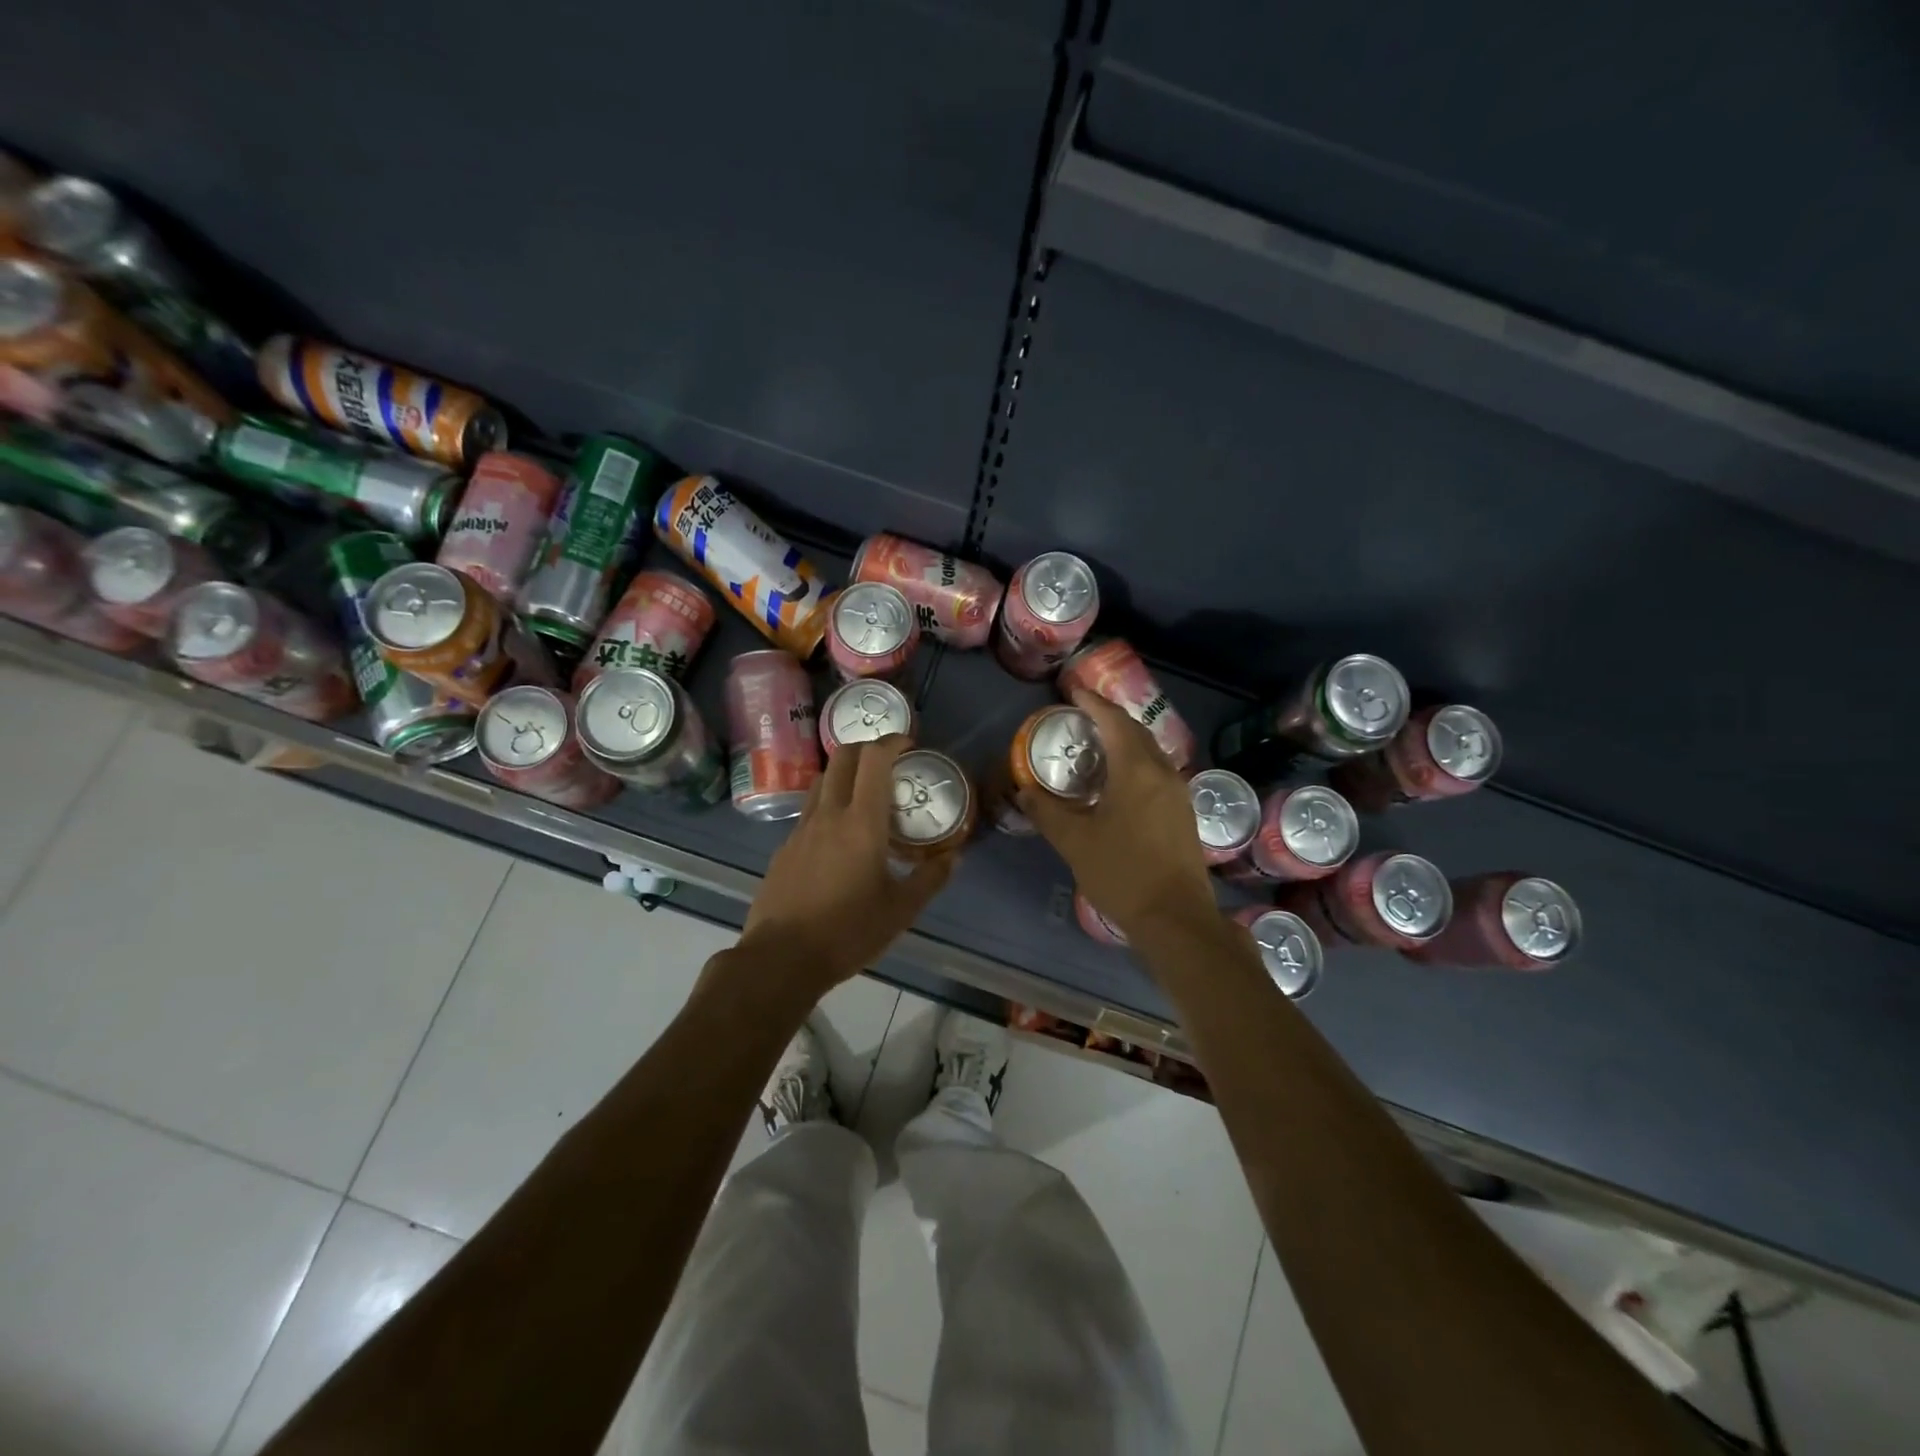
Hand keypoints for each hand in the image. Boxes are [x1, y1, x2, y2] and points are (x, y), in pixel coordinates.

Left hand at [733, 734, 954, 995]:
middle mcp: (828, 815)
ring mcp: (800, 830)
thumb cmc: (848, 932)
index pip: (874, 760)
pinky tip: (838, 838)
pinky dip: (827, 806)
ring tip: (864, 796)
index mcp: (861, 823)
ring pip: (821, 782)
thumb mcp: (901, 911)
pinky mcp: (784, 849)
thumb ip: (930, 879)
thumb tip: (953, 857)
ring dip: (844, 774)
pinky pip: (808, 812)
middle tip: (888, 762)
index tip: (909, 743)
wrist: (780, 959)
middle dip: (866, 748)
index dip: (892, 741)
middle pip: (842, 758)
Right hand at [1018, 689, 1215, 941]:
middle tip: (1081, 716)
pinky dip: (1136, 762)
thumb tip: (1024, 791)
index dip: (1093, 703)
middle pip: (1136, 732)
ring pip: (1150, 752)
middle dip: (1109, 718)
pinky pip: (1157, 771)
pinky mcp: (1183, 813)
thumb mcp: (1075, 842)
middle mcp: (1162, 772)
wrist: (1176, 918)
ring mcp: (1178, 793)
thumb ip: (1047, 812)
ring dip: (1125, 741)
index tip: (1074, 691)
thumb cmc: (1122, 873)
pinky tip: (1120, 781)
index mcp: (1136, 770)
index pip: (1114, 721)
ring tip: (1098, 745)